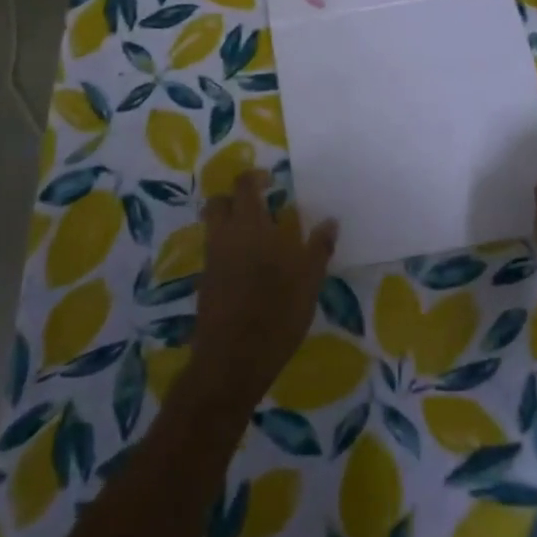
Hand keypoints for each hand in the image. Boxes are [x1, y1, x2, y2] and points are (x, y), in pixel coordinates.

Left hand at [183, 172, 336, 412]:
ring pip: (215, 227)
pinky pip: (215, 252)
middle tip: (261, 206)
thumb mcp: (309, 280)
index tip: (271, 182)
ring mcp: (211, 259)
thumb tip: (330, 221)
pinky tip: (250, 268)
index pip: (243, 185)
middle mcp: (225, 235)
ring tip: (259, 238)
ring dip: (232, 223)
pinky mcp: (205, 282)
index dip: (255, 178)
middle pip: (219, 202)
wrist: (233, 359)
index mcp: (250, 225)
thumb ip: (318, 247)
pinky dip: (228, 249)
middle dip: (236, 198)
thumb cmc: (276, 312)